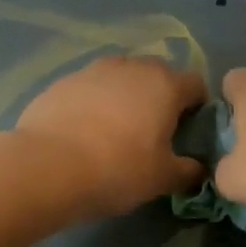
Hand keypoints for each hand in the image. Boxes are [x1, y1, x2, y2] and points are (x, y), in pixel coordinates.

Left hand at [14, 56, 207, 217]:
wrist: (47, 167)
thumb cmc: (118, 170)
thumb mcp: (162, 179)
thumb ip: (188, 171)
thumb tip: (198, 169)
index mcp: (165, 84)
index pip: (196, 85)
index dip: (197, 108)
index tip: (188, 134)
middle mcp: (131, 67)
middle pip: (157, 76)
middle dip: (160, 99)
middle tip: (152, 134)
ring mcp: (92, 70)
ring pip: (120, 80)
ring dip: (124, 99)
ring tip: (115, 133)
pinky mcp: (61, 82)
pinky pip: (88, 90)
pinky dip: (93, 105)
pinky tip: (83, 134)